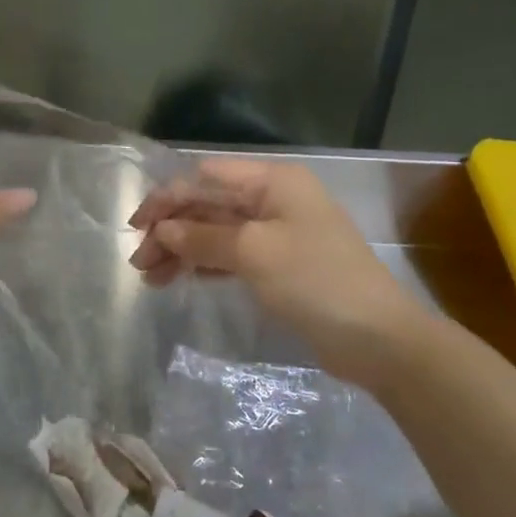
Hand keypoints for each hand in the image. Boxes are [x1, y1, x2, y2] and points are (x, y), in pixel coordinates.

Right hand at [128, 158, 425, 380]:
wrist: (377, 338)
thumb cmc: (316, 281)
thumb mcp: (255, 252)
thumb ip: (204, 237)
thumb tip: (163, 230)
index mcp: (273, 182)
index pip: (207, 178)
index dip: (169, 198)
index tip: (137, 226)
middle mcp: (273, 201)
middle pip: (209, 206)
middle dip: (172, 229)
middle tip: (139, 261)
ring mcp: (277, 234)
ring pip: (217, 233)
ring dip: (183, 250)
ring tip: (150, 278)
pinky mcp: (278, 266)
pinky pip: (231, 256)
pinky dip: (204, 265)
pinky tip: (179, 279)